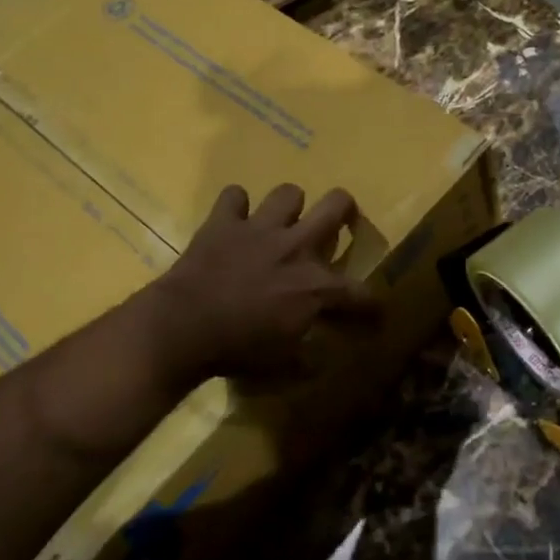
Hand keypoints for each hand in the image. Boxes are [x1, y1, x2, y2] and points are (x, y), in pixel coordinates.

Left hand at [147, 183, 378, 384]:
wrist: (184, 328)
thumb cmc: (238, 350)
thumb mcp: (282, 366)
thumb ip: (306, 360)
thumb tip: (318, 363)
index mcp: (316, 286)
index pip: (360, 294)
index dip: (373, 306)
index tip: (375, 316)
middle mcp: (296, 247)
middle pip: (336, 206)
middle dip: (346, 211)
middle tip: (339, 224)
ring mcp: (259, 229)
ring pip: (289, 193)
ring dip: (289, 207)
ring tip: (282, 223)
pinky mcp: (223, 223)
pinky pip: (234, 196)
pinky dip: (235, 207)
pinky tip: (234, 221)